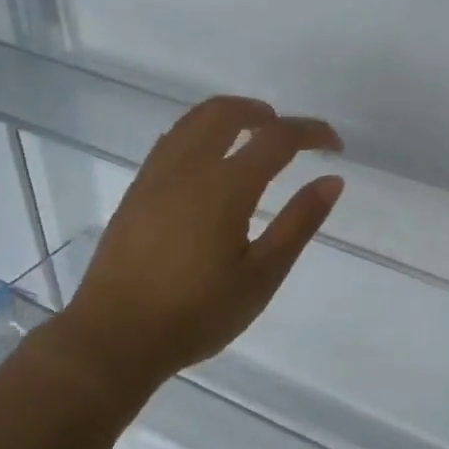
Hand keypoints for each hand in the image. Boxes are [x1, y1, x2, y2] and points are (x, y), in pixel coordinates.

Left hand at [57, 96, 343, 404]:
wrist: (115, 337)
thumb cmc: (197, 313)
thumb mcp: (261, 276)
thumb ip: (299, 223)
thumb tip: (332, 181)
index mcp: (226, 186)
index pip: (277, 138)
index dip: (311, 132)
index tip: (334, 145)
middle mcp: (188, 167)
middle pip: (227, 111)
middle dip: (264, 113)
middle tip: (289, 136)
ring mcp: (156, 175)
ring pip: (194, 120)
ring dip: (230, 117)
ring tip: (252, 141)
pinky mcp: (137, 190)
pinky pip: (173, 139)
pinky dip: (201, 133)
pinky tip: (210, 165)